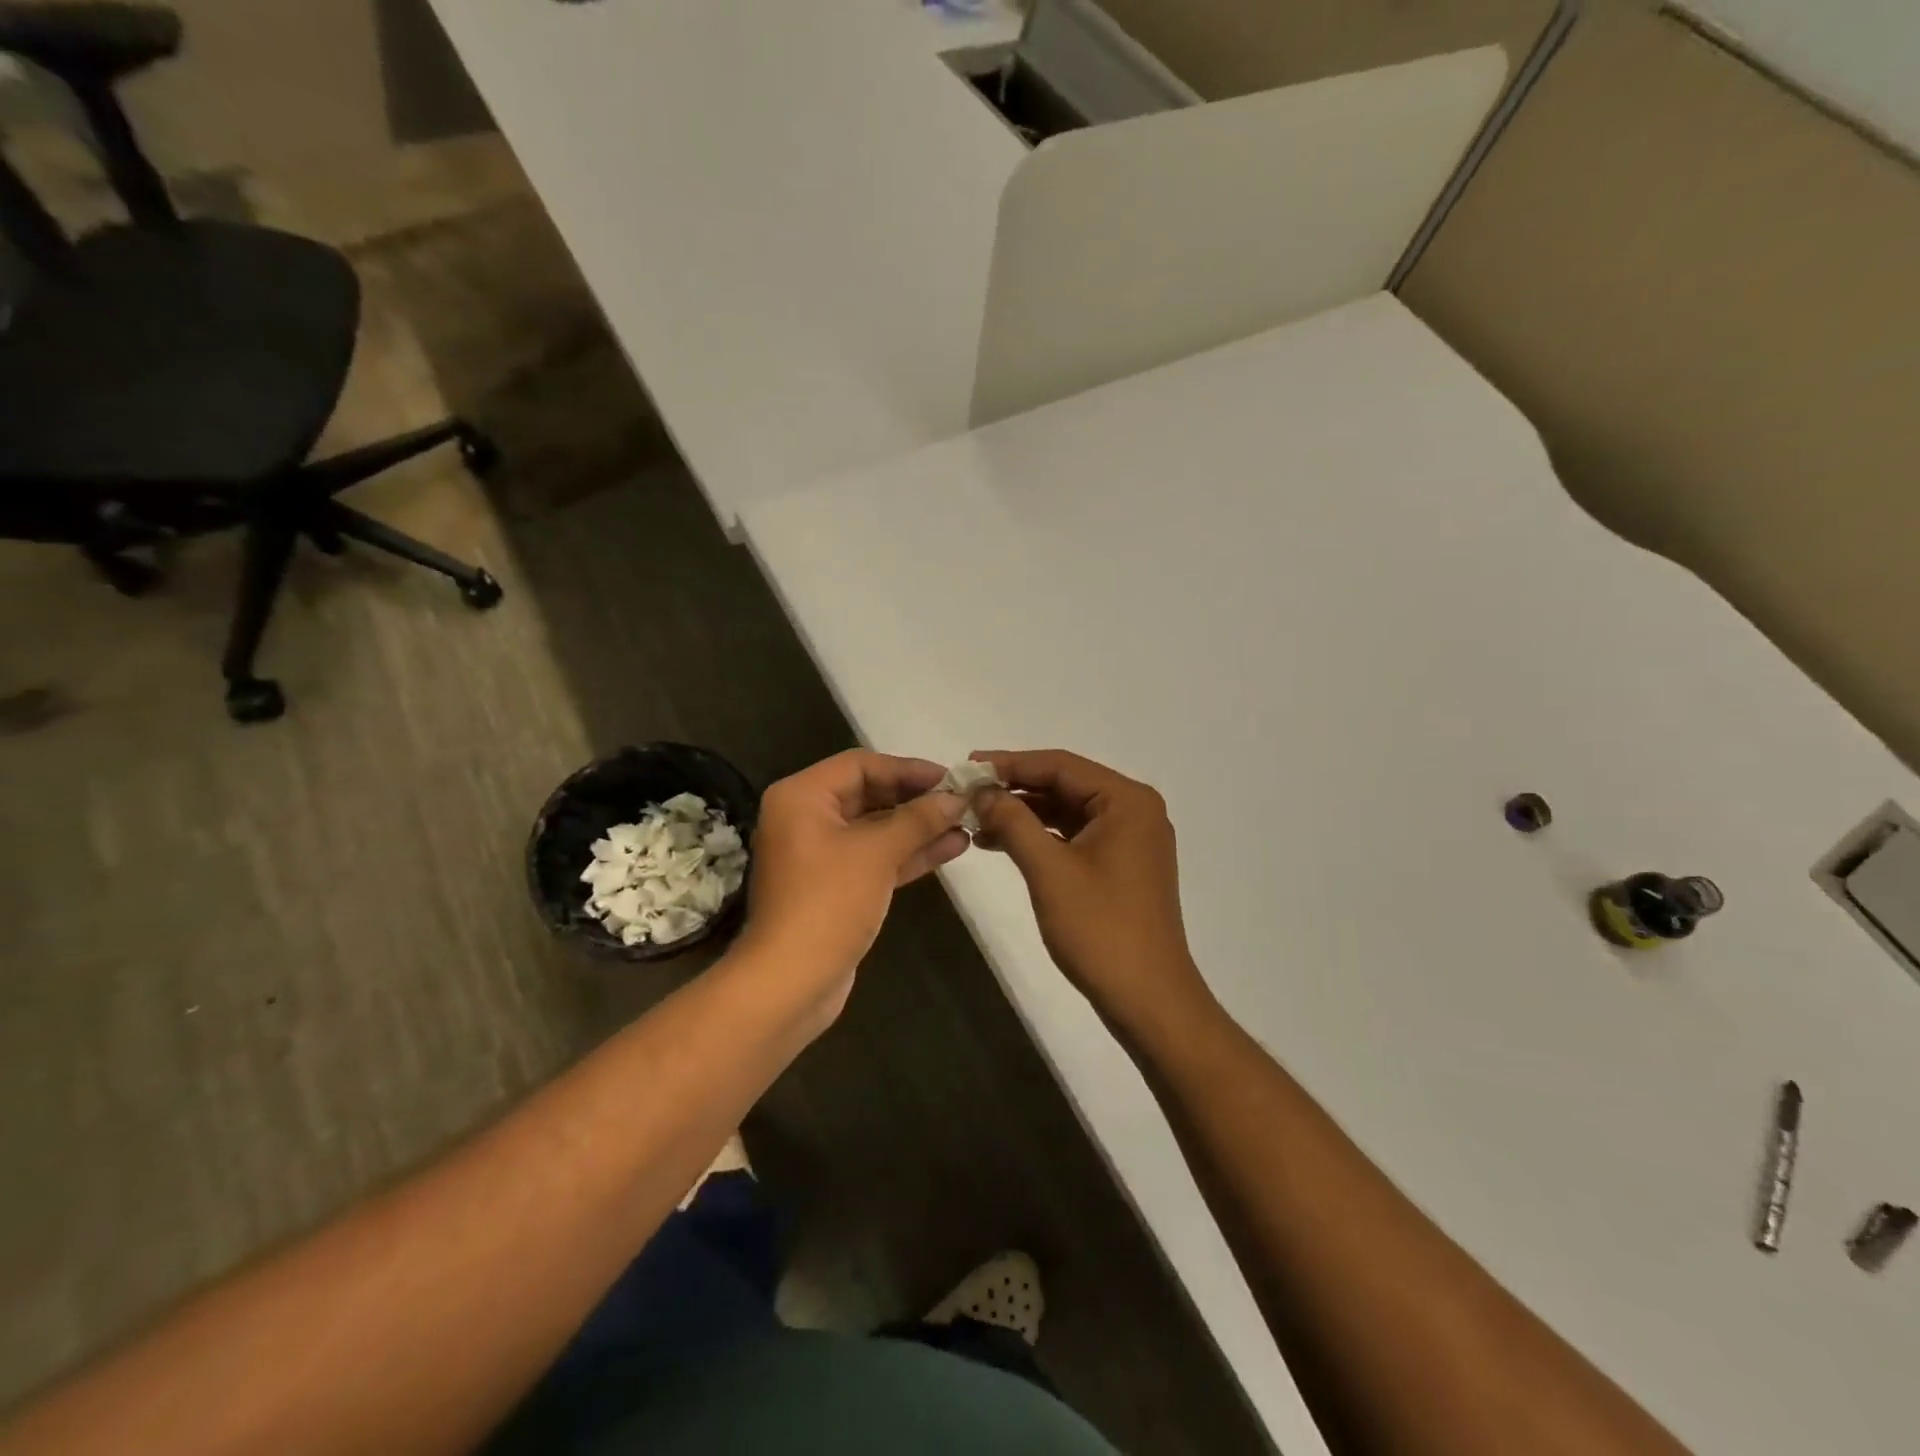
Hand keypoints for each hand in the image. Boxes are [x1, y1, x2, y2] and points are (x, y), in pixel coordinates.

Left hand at [739, 750, 970, 1026]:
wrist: (791, 982)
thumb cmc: (828, 902)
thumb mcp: (877, 852)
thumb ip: (918, 819)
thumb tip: (956, 797)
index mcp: (802, 796)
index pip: (860, 765)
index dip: (907, 768)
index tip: (949, 778)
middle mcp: (807, 818)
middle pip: (869, 794)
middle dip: (917, 799)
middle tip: (961, 800)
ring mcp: (821, 855)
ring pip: (877, 829)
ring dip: (919, 827)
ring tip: (966, 823)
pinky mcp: (837, 887)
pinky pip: (876, 858)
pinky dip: (909, 853)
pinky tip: (951, 848)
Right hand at [973, 750, 1213, 1036]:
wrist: (1148, 1000)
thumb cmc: (1100, 929)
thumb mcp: (1049, 870)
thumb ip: (1013, 822)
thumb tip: (981, 790)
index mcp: (1127, 801)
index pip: (1060, 765)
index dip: (1010, 763)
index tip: (967, 767)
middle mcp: (1134, 810)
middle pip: (1065, 785)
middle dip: (1015, 789)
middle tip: (966, 793)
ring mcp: (1130, 839)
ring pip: (1067, 812)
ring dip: (1024, 814)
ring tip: (976, 820)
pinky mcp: (1121, 865)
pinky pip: (1075, 836)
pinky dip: (1040, 837)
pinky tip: (1002, 844)